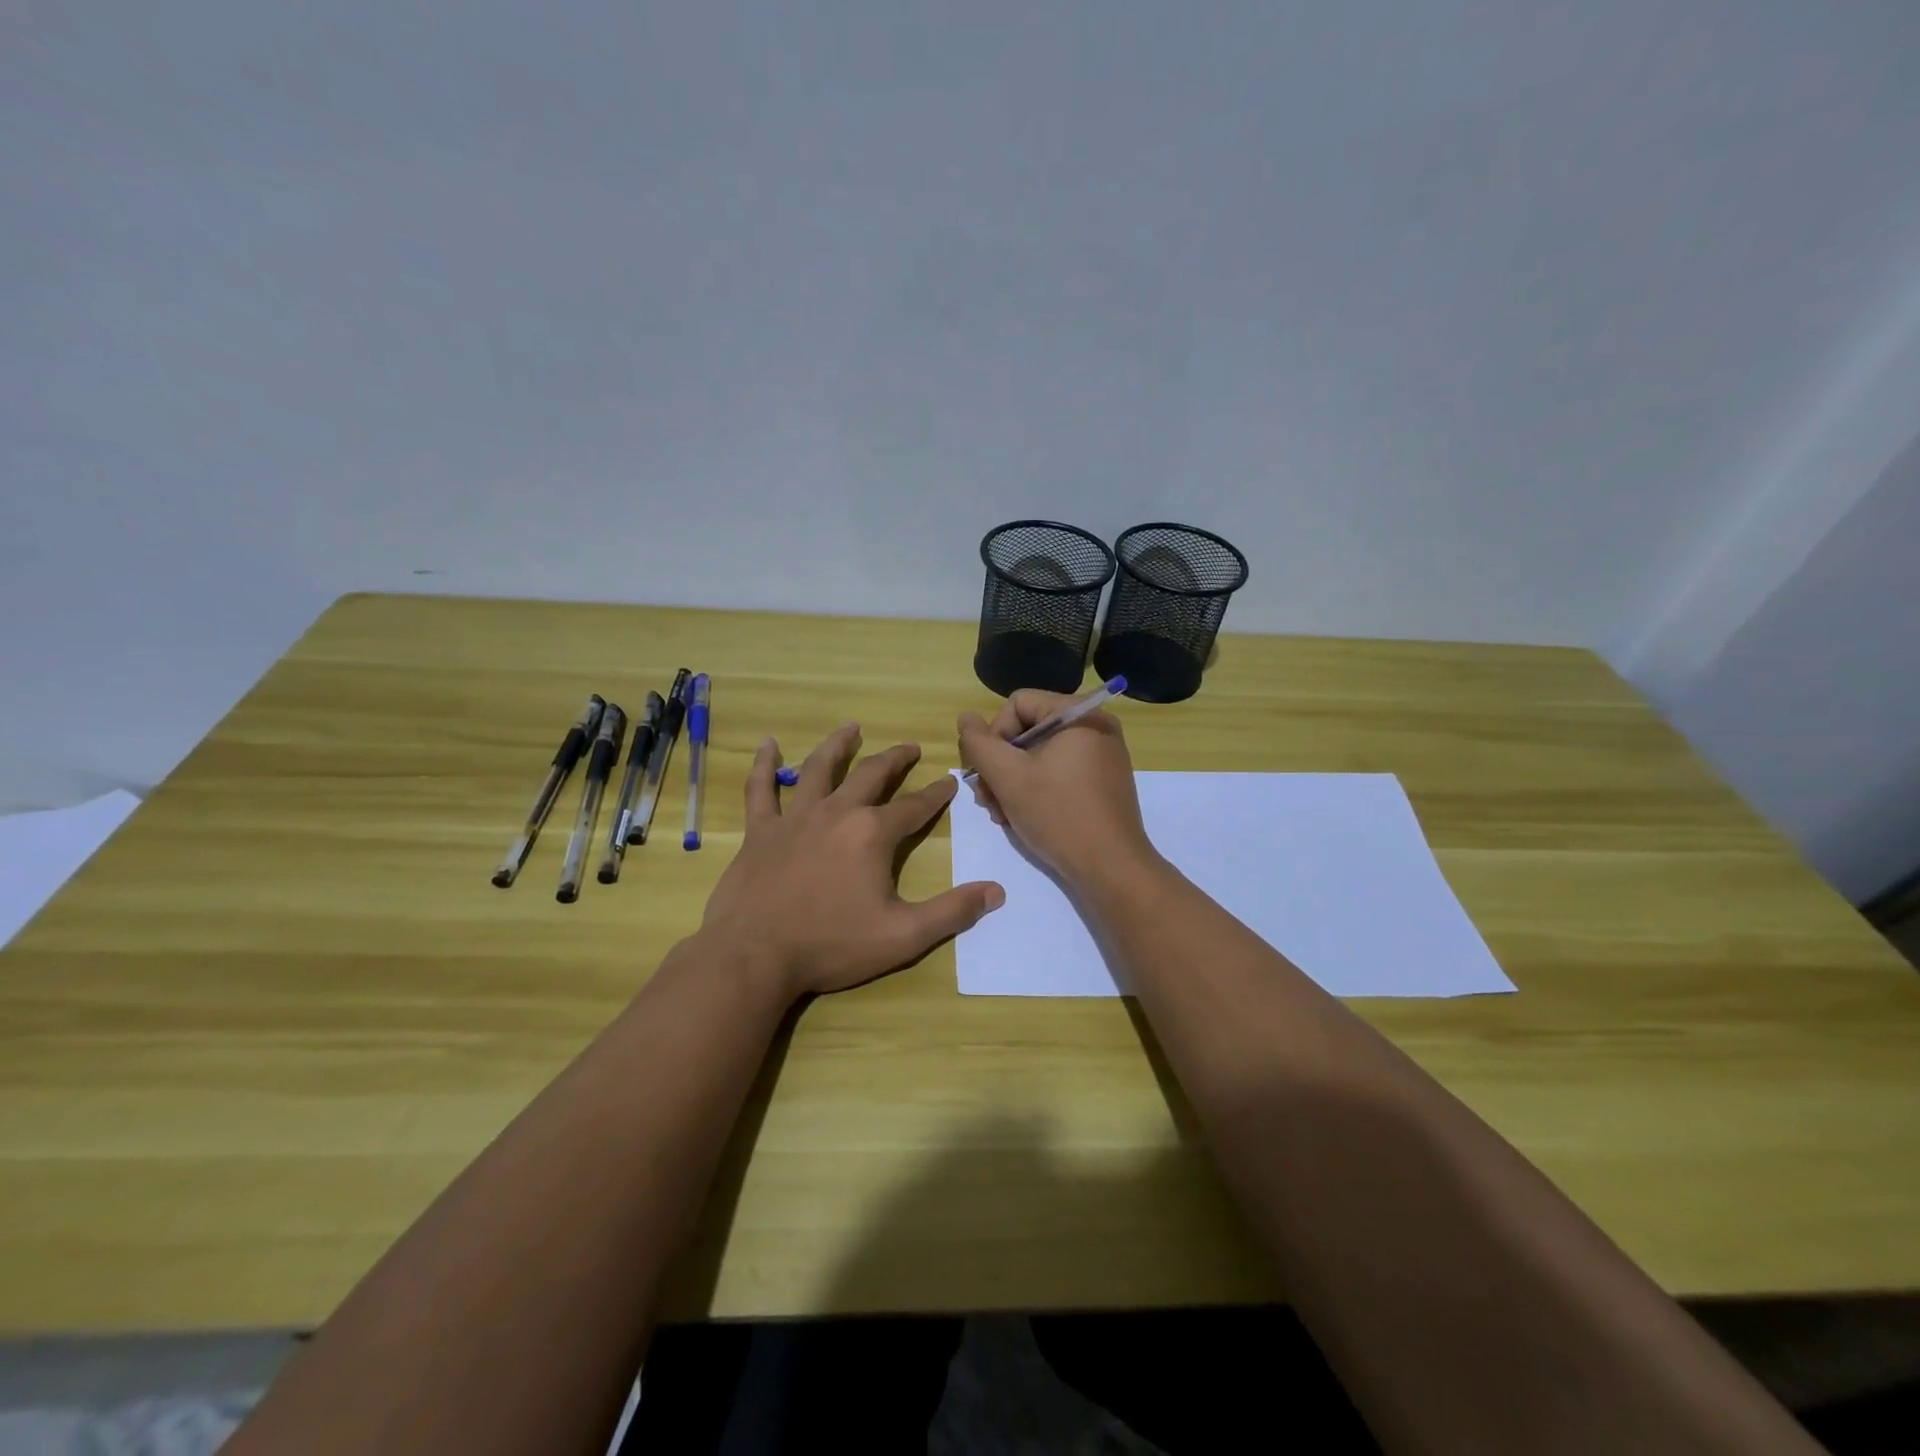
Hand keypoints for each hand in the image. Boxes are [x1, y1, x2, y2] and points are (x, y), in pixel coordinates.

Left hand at [699, 723, 1005, 999]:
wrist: (754, 956)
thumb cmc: (832, 945)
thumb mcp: (903, 935)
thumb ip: (952, 912)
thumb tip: (997, 892)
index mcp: (872, 834)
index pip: (914, 807)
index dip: (936, 794)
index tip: (949, 781)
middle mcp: (837, 813)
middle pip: (871, 775)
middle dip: (895, 759)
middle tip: (910, 748)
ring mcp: (795, 818)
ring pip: (818, 769)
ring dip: (838, 745)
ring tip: (851, 728)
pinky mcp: (760, 831)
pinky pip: (760, 789)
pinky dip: (763, 765)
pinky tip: (767, 745)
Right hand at [957, 692, 1158, 890]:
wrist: (1111, 868)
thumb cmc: (1058, 815)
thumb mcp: (1008, 777)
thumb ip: (979, 743)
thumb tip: (966, 718)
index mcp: (1079, 714)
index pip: (1018, 704)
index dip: (994, 735)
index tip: (987, 772)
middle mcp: (1096, 726)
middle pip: (1028, 731)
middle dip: (1001, 765)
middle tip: (987, 800)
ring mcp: (1102, 755)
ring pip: (1040, 755)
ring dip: (1012, 782)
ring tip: (1001, 814)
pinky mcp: (1103, 782)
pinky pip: (1059, 772)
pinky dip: (1036, 790)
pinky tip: (1021, 817)